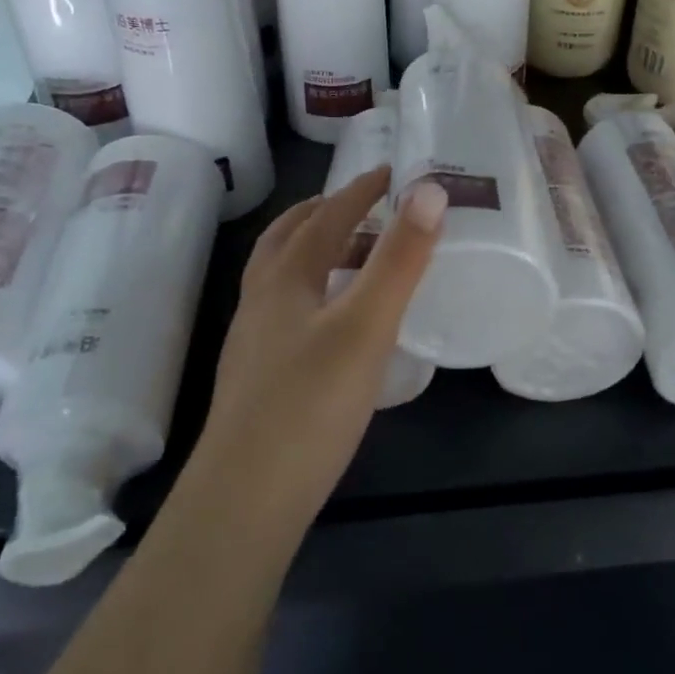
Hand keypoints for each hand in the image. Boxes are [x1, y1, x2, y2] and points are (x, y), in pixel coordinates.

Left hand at [195, 168, 445, 526]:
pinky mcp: (258, 375)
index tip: (392, 173)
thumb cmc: (310, 404)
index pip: (326, 215)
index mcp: (285, 276)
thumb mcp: (366, 326)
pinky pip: (287, 309)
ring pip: (283, 275)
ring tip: (359, 259)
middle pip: (290, 238)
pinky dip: (314, 291)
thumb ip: (399, 259)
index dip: (360, 190)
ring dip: (318, 251)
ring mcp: (254, 338)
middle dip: (327, 212)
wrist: (245, 500)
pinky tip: (337, 323)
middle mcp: (262, 298)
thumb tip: (429, 189)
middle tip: (368, 206)